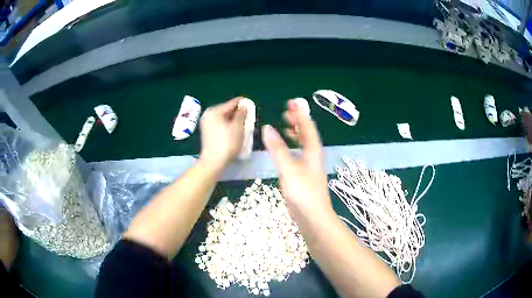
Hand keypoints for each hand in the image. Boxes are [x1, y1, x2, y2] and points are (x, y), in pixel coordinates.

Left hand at [199, 98, 246, 171]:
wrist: (213, 163)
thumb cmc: (227, 144)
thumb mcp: (238, 127)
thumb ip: (242, 114)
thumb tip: (244, 107)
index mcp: (214, 111)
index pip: (232, 103)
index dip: (244, 103)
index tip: (253, 106)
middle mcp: (209, 115)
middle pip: (228, 110)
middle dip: (240, 114)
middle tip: (251, 118)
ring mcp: (207, 124)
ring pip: (225, 118)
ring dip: (236, 121)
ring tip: (247, 125)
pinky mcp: (208, 132)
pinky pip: (221, 125)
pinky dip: (230, 126)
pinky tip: (238, 132)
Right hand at [262, 100, 332, 217]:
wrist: (312, 218)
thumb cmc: (303, 192)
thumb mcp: (288, 168)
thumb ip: (278, 149)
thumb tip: (267, 128)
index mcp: (313, 150)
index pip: (308, 127)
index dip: (300, 114)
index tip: (291, 103)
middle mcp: (313, 156)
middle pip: (307, 134)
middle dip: (298, 122)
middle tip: (287, 113)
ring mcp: (310, 167)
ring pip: (304, 145)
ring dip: (296, 134)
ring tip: (286, 129)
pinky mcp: (304, 176)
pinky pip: (299, 155)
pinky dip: (292, 148)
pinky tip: (285, 152)